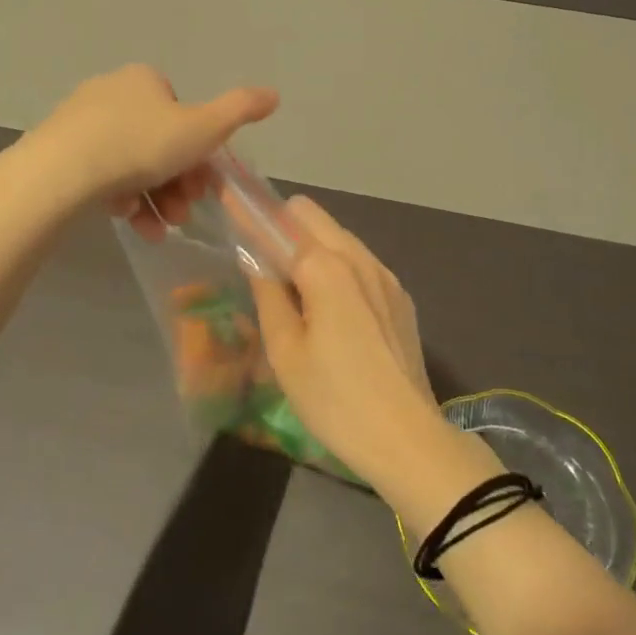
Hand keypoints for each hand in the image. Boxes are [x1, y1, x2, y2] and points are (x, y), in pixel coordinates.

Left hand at [26, 65, 277, 231]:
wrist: (62, 172)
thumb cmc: (141, 145)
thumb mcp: (202, 129)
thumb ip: (240, 110)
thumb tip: (274, 94)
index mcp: (144, 80)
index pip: (182, 115)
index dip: (198, 152)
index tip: (204, 186)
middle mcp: (111, 92)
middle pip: (158, 143)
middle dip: (177, 183)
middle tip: (183, 213)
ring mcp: (80, 121)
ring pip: (130, 163)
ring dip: (154, 197)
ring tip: (159, 228)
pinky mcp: (57, 150)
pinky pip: (100, 173)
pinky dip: (121, 198)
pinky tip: (128, 220)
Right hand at [249, 197, 443, 487]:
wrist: (406, 437)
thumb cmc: (334, 399)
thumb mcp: (285, 352)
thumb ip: (268, 295)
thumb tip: (255, 259)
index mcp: (326, 268)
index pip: (279, 225)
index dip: (250, 214)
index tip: (229, 197)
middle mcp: (358, 258)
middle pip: (313, 217)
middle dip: (282, 223)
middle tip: (258, 252)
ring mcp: (385, 275)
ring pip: (339, 236)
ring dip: (310, 243)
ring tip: (291, 281)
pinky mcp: (400, 296)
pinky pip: (360, 261)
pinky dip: (336, 264)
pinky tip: (327, 300)